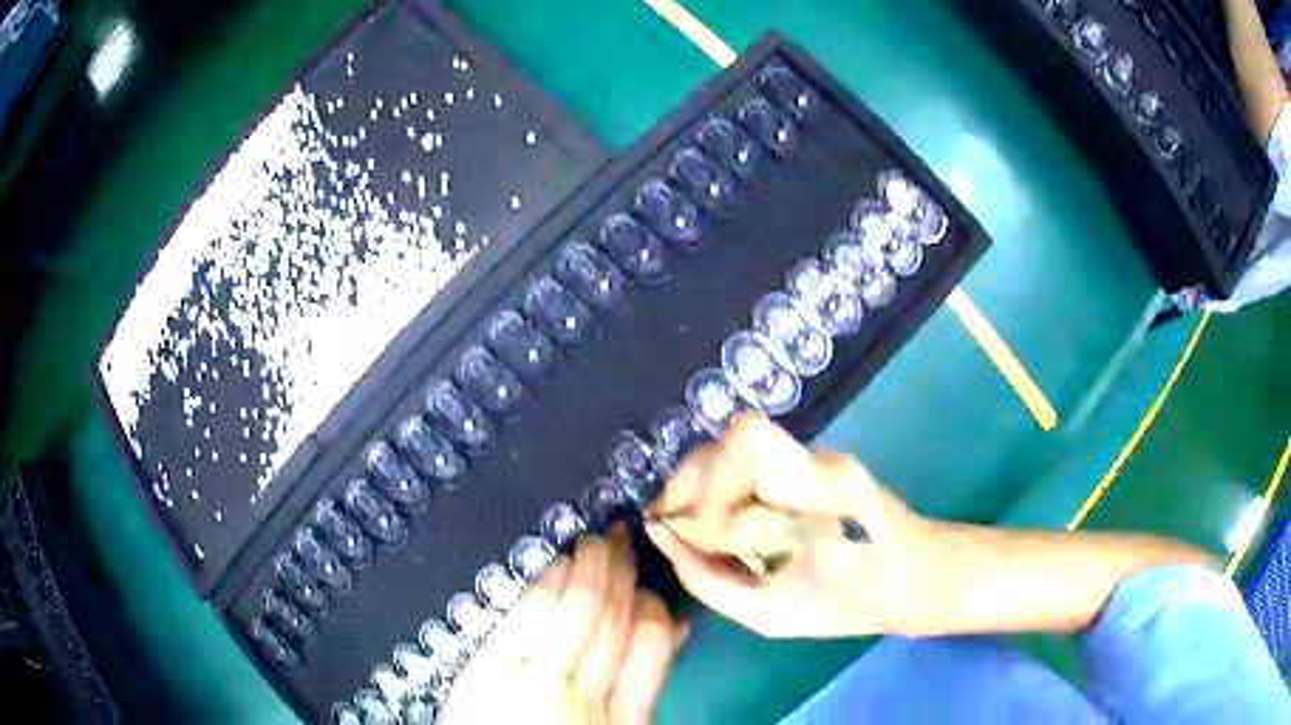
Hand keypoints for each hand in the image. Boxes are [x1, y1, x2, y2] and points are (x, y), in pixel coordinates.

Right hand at [441, 529, 684, 724]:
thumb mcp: (468, 691)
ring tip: (632, 562)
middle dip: (604, 563)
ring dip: (632, 587)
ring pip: (623, 628)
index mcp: (495, 674)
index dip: (563, 566)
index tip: (572, 540)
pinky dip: (660, 631)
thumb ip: (499, 643)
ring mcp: (595, 706)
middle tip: (612, 534)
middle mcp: (548, 683)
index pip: (537, 603)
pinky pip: (652, 667)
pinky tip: (664, 612)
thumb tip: (531, 599)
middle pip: (587, 609)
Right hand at [645, 414, 928, 638]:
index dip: (708, 479)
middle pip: (731, 440)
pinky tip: (727, 525)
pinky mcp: (812, 463)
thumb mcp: (769, 614)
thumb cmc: (848, 605)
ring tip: (698, 531)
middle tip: (678, 530)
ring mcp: (816, 455)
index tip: (702, 529)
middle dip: (691, 485)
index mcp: (818, 490)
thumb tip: (661, 537)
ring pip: (736, 449)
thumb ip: (708, 577)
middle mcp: (816, 458)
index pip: (748, 439)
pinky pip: (751, 464)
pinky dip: (724, 490)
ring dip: (703, 487)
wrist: (909, 579)